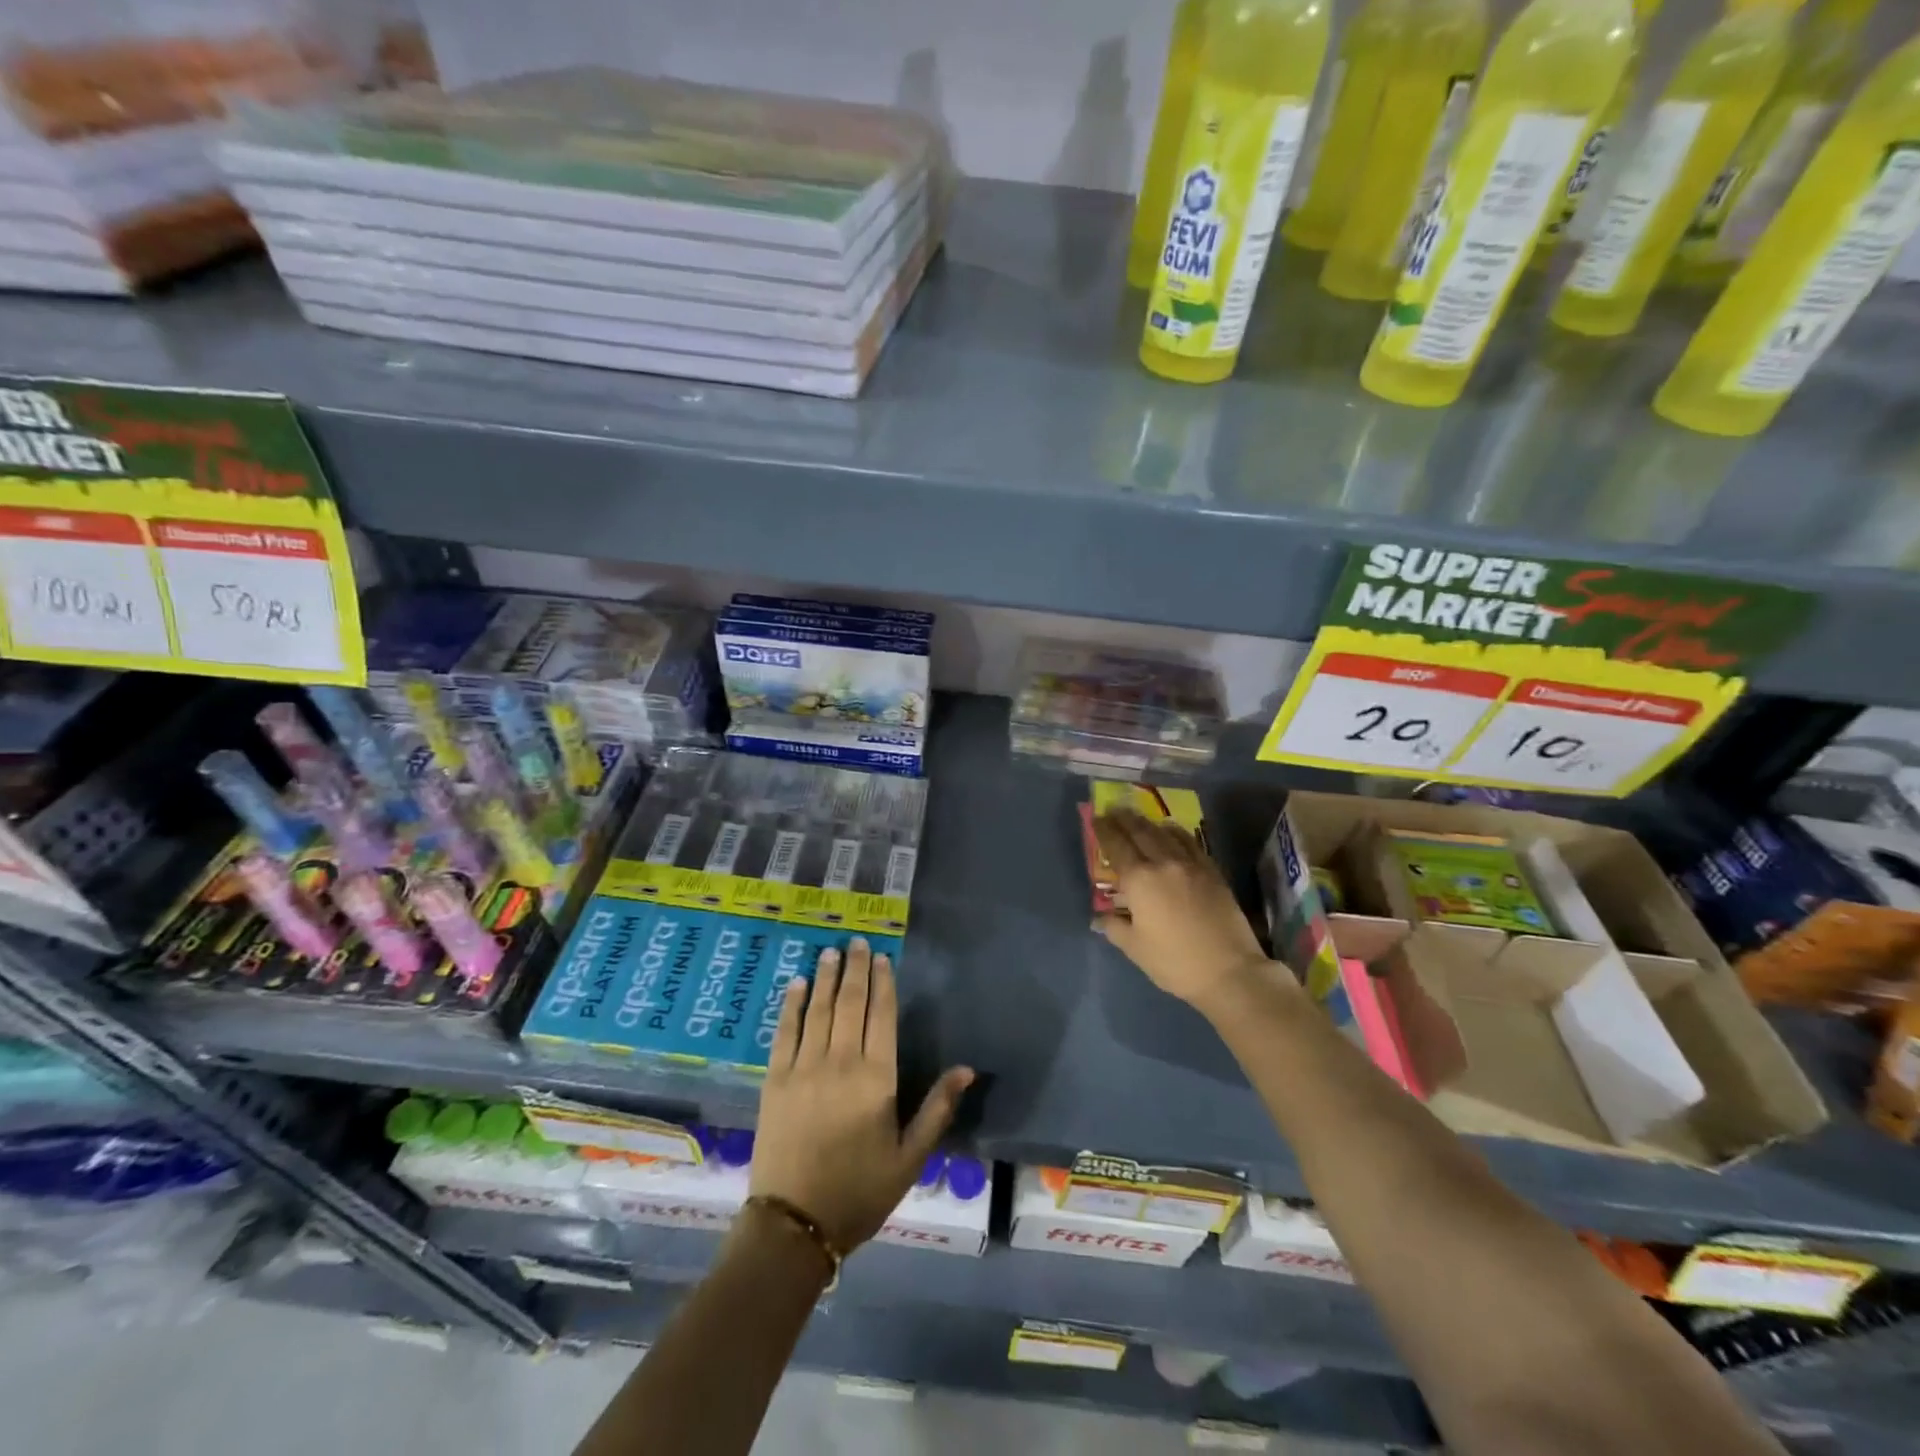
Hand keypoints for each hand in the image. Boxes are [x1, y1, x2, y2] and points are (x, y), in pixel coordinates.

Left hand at [751, 938, 973, 1250]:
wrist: (795, 1225)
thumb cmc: (860, 1191)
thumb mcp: (910, 1157)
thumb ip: (937, 1109)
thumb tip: (967, 1069)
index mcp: (877, 1078)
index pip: (881, 1015)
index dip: (883, 982)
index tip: (881, 957)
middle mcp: (841, 1062)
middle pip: (850, 1003)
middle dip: (855, 969)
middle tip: (855, 941)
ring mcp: (804, 1068)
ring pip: (818, 1010)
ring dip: (825, 978)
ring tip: (830, 952)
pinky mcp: (775, 1080)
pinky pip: (784, 1032)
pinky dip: (791, 1005)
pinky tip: (796, 985)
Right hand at [1091, 809, 1280, 1012]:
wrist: (1229, 970)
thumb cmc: (1174, 962)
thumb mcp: (1135, 948)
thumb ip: (1114, 927)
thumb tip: (1100, 916)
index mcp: (1139, 880)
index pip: (1117, 846)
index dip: (1104, 830)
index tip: (1096, 819)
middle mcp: (1163, 863)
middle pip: (1140, 832)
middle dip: (1124, 818)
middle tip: (1113, 809)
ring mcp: (1191, 864)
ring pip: (1165, 833)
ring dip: (1148, 822)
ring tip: (1138, 817)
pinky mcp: (1212, 871)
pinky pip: (1190, 842)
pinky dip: (1175, 832)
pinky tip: (1171, 831)